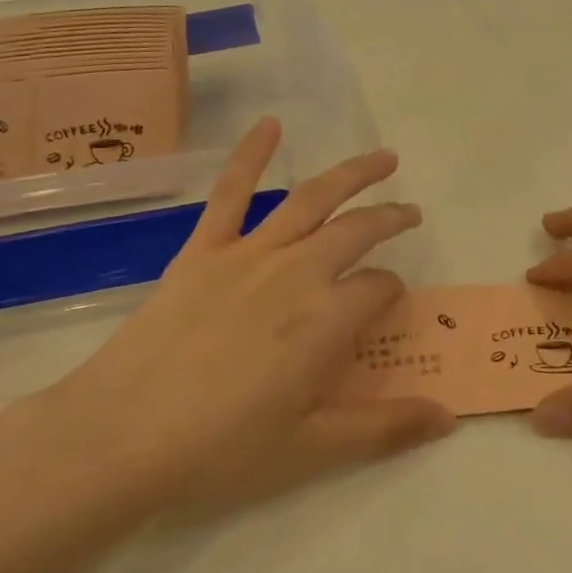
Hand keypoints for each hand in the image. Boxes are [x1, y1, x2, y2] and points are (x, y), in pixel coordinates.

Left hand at [0, 119, 455, 520]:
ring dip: (352, 174)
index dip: (391, 294)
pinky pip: (231, 193)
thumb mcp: (314, 448)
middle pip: (357, 232)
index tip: (387, 308)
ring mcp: (248, 255)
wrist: (122, 435)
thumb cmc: (223, 448)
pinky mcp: (202, 251)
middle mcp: (297, 273)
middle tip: (410, 213)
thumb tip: (449, 418)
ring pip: (312, 199)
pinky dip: (251, 154)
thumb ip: (386, 428)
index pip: (379, 288)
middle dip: (390, 219)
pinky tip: (271, 124)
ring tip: (384, 159)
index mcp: (327, 318)